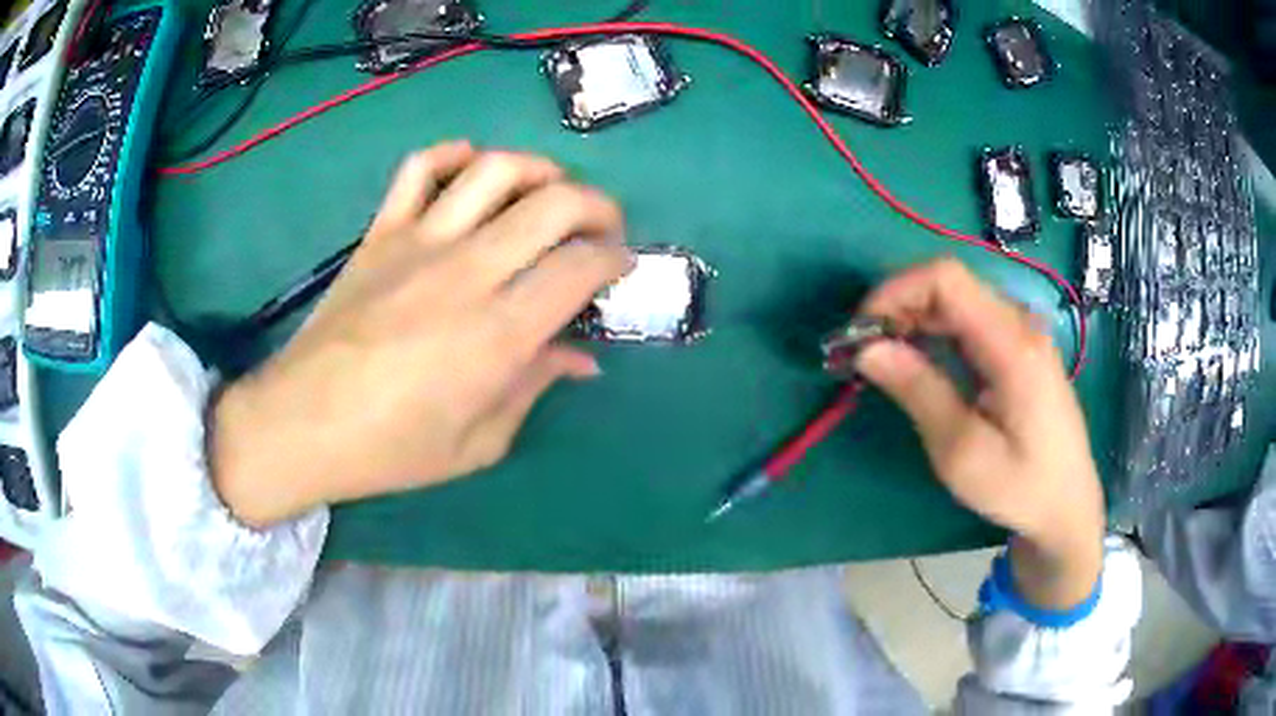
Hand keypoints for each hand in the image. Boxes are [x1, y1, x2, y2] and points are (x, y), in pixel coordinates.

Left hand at [208, 142, 631, 527]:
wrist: (302, 424)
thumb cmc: (392, 448)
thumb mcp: (479, 443)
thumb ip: (534, 388)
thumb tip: (582, 358)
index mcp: (498, 335)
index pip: (580, 268)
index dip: (615, 259)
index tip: (620, 267)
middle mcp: (467, 273)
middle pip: (554, 204)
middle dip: (598, 207)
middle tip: (602, 229)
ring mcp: (419, 243)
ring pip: (495, 171)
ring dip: (539, 170)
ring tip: (549, 191)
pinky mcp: (381, 232)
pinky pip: (419, 169)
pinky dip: (453, 155)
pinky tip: (471, 170)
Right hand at [854, 258, 1103, 609]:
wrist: (1067, 505)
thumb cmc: (1019, 487)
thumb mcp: (962, 451)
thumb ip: (919, 392)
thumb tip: (867, 349)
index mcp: (1012, 344)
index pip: (946, 279)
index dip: (895, 291)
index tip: (860, 331)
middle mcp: (1020, 324)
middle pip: (950, 285)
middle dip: (898, 307)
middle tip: (862, 352)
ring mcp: (1023, 333)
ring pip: (957, 301)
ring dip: (913, 320)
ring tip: (882, 360)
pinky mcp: (1020, 348)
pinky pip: (970, 321)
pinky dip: (935, 333)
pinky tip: (918, 364)